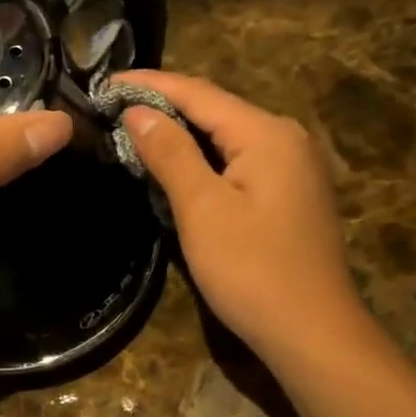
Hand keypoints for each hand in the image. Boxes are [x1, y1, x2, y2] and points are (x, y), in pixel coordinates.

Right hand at [117, 70, 361, 360]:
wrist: (312, 332)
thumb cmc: (252, 271)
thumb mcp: (202, 210)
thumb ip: (170, 154)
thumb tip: (138, 111)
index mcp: (266, 133)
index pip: (198, 93)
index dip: (149, 85)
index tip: (104, 84)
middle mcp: (286, 138)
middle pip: (215, 110)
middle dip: (164, 106)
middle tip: (112, 108)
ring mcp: (294, 167)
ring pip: (227, 137)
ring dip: (182, 134)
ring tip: (134, 131)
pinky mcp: (290, 195)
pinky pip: (239, 162)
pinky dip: (203, 159)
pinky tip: (177, 167)